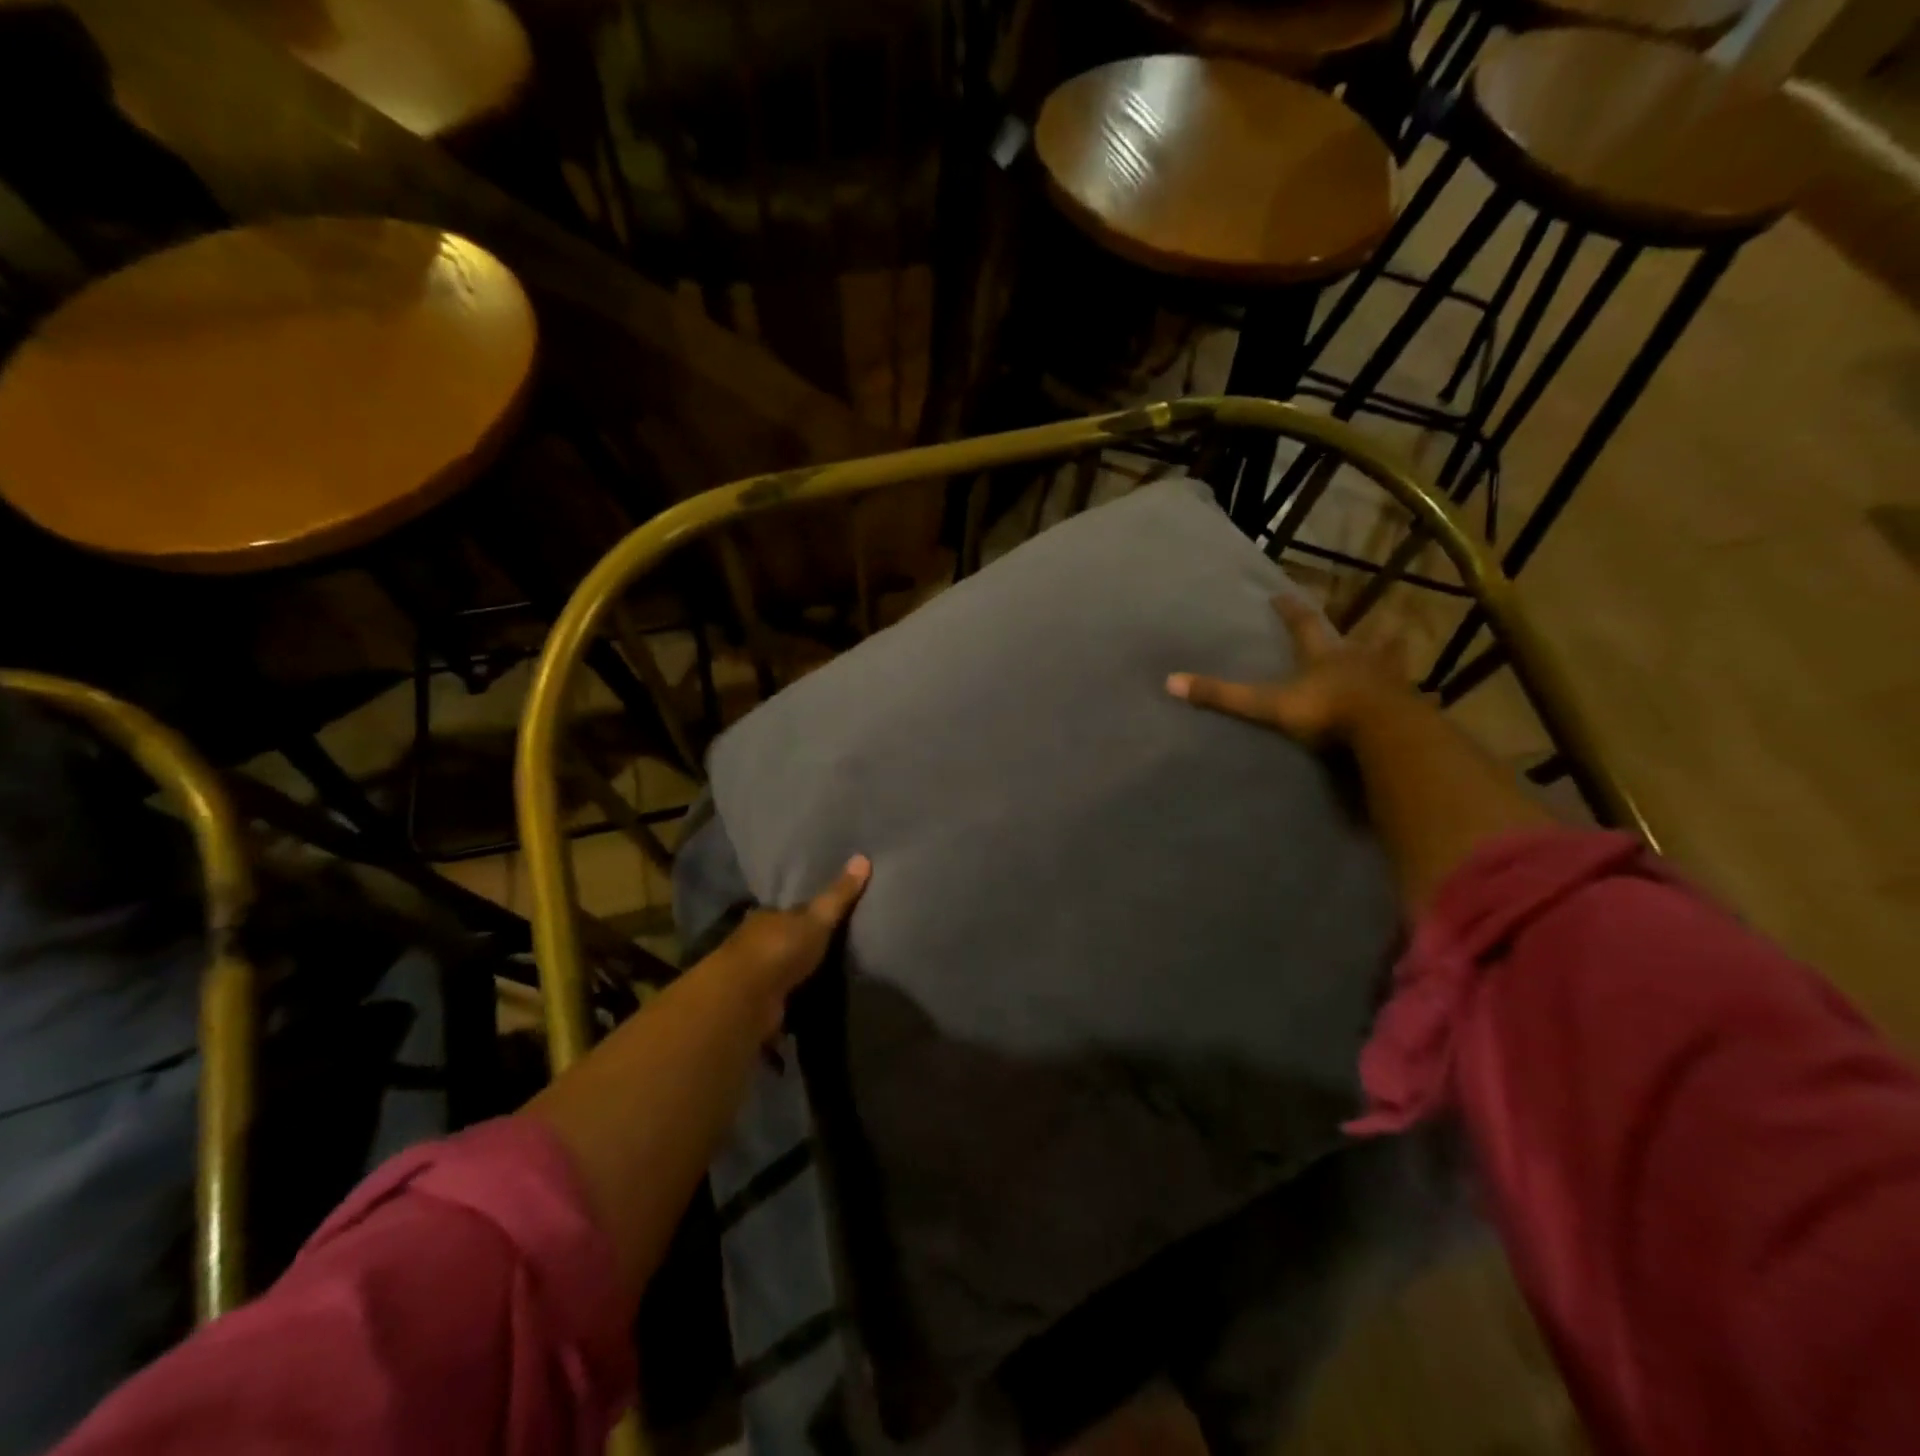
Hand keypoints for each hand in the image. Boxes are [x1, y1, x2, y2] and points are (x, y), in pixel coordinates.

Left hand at [710, 855, 871, 1013]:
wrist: (745, 1000)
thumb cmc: (780, 950)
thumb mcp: (817, 919)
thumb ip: (839, 895)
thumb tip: (863, 857)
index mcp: (767, 917)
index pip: (789, 910)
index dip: (807, 912)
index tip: (826, 914)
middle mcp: (756, 943)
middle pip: (784, 940)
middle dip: (802, 944)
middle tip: (833, 946)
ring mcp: (755, 976)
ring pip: (782, 970)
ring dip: (797, 974)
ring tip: (828, 976)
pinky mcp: (758, 1006)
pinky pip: (783, 998)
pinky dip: (794, 999)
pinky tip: (811, 1002)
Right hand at [1166, 593, 1407, 746]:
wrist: (1383, 731)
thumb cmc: (1324, 711)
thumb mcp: (1267, 704)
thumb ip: (1223, 696)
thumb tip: (1171, 682)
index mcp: (1322, 655)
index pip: (1302, 624)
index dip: (1290, 610)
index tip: (1281, 594)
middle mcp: (1357, 659)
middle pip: (1355, 637)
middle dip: (1351, 627)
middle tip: (1355, 618)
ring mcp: (1389, 680)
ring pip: (1390, 659)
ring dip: (1390, 652)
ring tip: (1395, 643)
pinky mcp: (1410, 705)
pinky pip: (1413, 695)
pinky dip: (1415, 693)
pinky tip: (1423, 696)